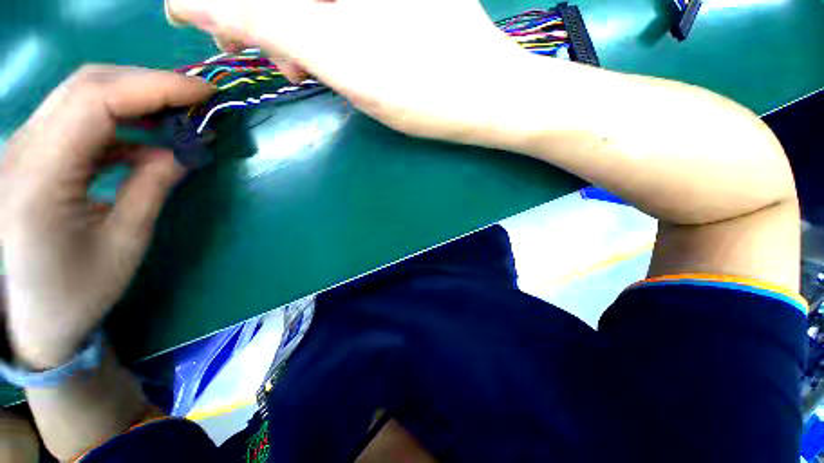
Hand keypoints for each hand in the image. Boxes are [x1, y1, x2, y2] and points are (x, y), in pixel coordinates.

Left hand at [0, 66, 212, 368]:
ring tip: (178, 117)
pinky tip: (145, 138)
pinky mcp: (33, 153)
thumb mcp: (125, 241)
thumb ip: (153, 186)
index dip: (155, 86)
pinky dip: (119, 119)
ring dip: (136, 98)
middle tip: (197, 101)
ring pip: (81, 94)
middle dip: (149, 84)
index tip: (206, 94)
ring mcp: (23, 148)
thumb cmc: (77, 292)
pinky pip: (78, 118)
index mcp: (40, 178)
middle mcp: (22, 149)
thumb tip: (184, 150)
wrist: (30, 318)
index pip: (96, 100)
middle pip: (86, 85)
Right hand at [165, 0, 531, 145]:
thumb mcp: (335, 53)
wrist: (482, 99)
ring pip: (312, 1)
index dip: (225, 4)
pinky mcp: (394, 6)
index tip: (213, 28)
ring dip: (292, 28)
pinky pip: (337, 8)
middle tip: (266, 57)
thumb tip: (189, 0)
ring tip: (300, 69)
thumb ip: (260, 17)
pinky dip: (320, 30)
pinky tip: (329, 60)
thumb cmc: (421, 85)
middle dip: (261, 16)